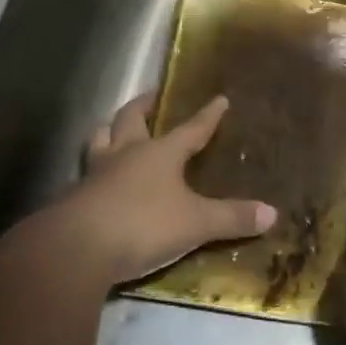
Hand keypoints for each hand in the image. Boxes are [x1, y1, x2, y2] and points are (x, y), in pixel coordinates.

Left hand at [59, 92, 276, 285]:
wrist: (75, 249)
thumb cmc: (142, 225)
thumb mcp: (195, 224)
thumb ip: (231, 218)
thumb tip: (272, 213)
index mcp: (159, 153)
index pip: (190, 129)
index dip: (207, 116)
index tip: (219, 99)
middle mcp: (126, 154)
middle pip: (131, 119)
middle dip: (144, 105)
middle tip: (151, 96)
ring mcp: (95, 174)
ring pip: (100, 139)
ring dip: (109, 131)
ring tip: (114, 129)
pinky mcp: (73, 197)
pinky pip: (85, 172)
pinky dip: (94, 169)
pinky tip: (97, 180)